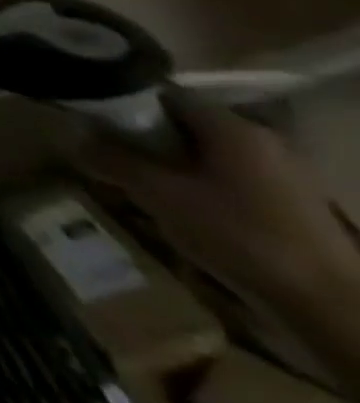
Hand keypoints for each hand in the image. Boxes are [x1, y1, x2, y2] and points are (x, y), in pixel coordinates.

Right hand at [82, 95, 359, 309]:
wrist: (331, 306)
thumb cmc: (239, 236)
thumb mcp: (159, 195)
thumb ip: (113, 160)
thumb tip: (72, 136)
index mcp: (233, 127)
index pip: (165, 95)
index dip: (125, 104)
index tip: (95, 123)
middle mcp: (262, 140)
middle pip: (186, 126)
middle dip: (147, 140)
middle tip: (113, 158)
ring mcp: (284, 173)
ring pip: (208, 155)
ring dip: (172, 166)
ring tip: (142, 189)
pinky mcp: (293, 204)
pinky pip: (231, 180)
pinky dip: (201, 186)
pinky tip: (185, 213)